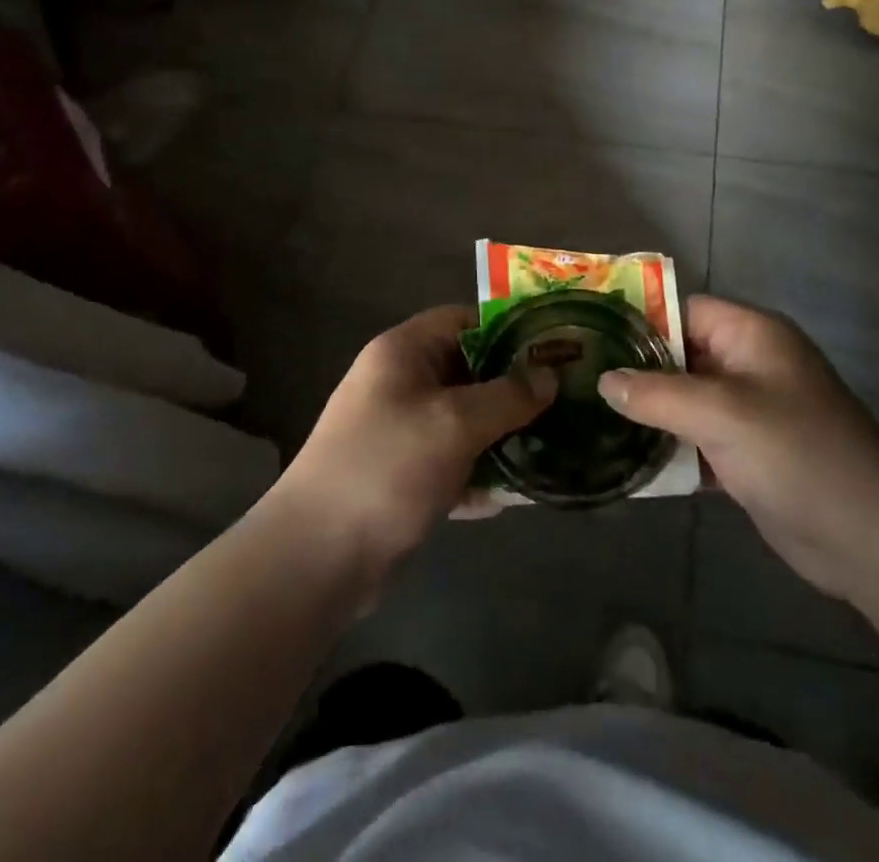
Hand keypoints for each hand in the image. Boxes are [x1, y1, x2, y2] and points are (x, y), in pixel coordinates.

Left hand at [276, 306, 556, 578]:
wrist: (316, 558)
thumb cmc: (388, 467)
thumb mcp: (455, 423)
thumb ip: (507, 396)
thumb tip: (549, 374)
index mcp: (403, 352)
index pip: (463, 320)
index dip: (508, 329)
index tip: (552, 348)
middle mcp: (399, 383)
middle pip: (467, 371)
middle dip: (512, 388)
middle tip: (562, 401)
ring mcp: (398, 430)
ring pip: (462, 420)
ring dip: (500, 434)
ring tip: (550, 447)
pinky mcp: (401, 475)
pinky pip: (450, 462)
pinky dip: (477, 474)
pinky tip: (512, 497)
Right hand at [599, 295, 878, 596]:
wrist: (868, 536)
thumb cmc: (795, 453)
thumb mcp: (720, 413)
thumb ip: (657, 393)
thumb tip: (603, 380)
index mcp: (751, 335)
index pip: (684, 310)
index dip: (641, 322)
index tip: (591, 339)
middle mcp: (749, 365)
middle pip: (681, 355)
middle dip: (636, 371)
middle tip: (580, 383)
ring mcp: (749, 412)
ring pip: (686, 400)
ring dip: (649, 413)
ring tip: (591, 419)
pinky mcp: (748, 454)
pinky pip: (697, 439)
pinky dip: (669, 448)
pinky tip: (628, 462)